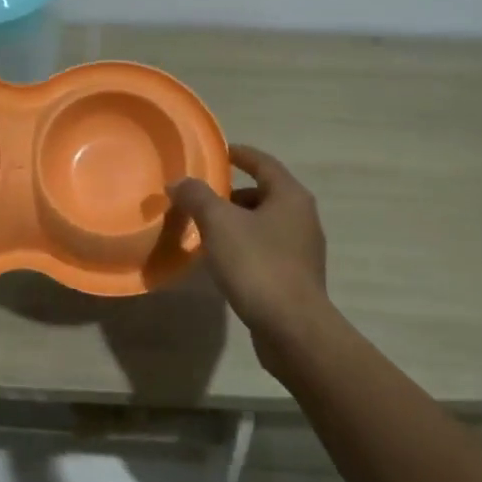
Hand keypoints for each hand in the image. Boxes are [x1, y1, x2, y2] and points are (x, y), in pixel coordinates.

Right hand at [168, 145, 338, 361]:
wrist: (293, 329)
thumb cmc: (258, 265)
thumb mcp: (219, 223)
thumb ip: (197, 196)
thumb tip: (179, 182)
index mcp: (290, 196)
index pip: (263, 162)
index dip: (238, 154)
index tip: (217, 152)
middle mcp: (302, 217)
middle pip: (263, 193)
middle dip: (231, 194)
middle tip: (201, 198)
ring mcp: (302, 250)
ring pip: (263, 224)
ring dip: (236, 222)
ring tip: (205, 231)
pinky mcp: (296, 277)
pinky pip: (265, 249)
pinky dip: (243, 246)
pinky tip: (222, 261)